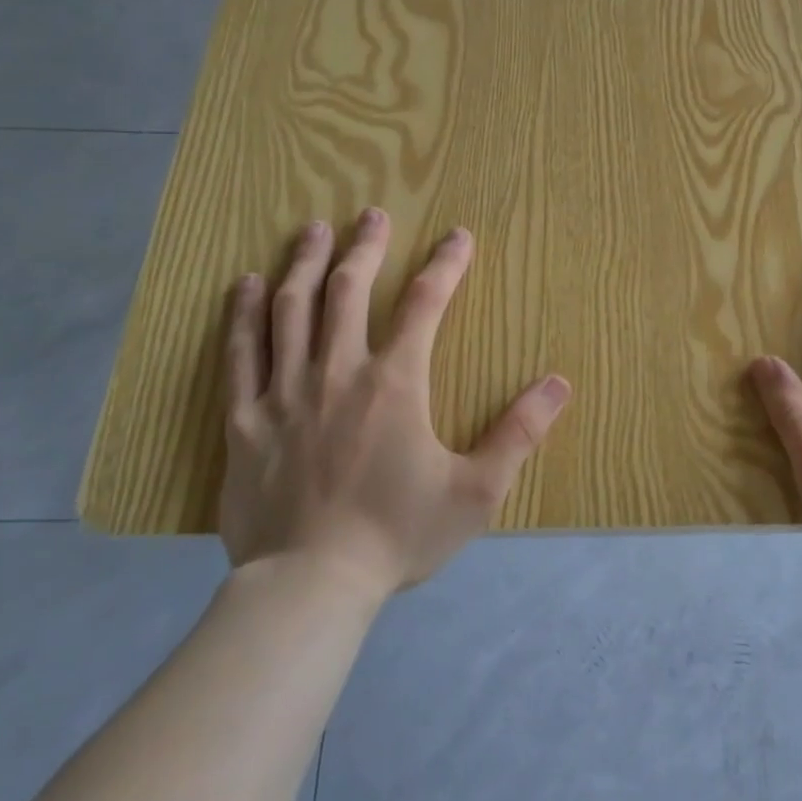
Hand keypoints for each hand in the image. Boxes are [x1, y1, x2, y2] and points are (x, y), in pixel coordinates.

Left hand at [217, 209, 571, 595]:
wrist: (309, 587)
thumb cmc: (396, 535)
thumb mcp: (475, 491)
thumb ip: (519, 433)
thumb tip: (559, 383)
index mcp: (395, 383)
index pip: (426, 304)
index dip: (445, 264)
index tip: (458, 236)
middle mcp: (338, 371)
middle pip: (350, 290)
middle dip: (366, 247)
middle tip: (372, 214)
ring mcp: (285, 392)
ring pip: (291, 309)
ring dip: (306, 263)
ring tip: (313, 230)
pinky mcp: (245, 419)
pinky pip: (241, 354)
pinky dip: (243, 314)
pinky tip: (247, 285)